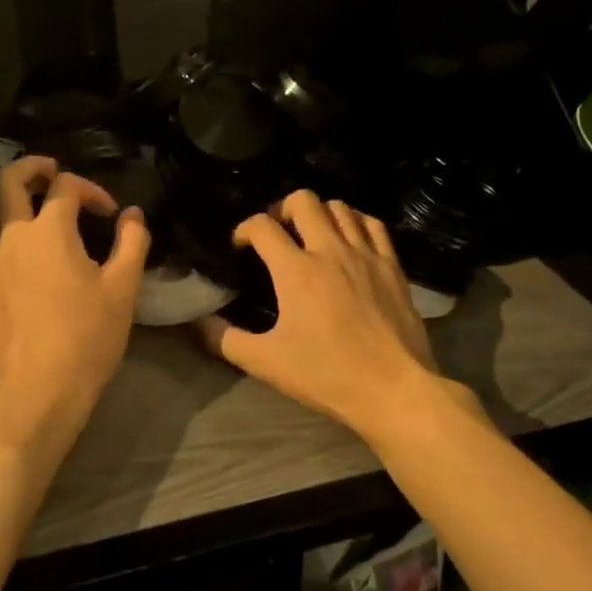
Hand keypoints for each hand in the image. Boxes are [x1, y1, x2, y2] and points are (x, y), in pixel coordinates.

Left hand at [0, 157, 148, 413]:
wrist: (40, 389)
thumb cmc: (89, 334)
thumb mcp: (123, 287)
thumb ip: (132, 241)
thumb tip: (133, 215)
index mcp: (49, 231)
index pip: (66, 186)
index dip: (92, 189)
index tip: (112, 213)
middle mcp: (13, 238)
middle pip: (10, 183)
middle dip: (33, 168)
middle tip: (53, 170)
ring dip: (22, 206)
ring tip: (48, 220)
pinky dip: (15, 241)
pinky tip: (35, 264)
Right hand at [199, 189, 436, 436]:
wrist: (393, 389)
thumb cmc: (326, 374)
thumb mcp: (266, 362)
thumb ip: (225, 339)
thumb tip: (198, 323)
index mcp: (296, 270)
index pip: (262, 226)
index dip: (244, 229)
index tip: (240, 245)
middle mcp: (330, 250)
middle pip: (303, 201)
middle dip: (282, 208)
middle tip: (277, 232)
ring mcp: (365, 254)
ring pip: (340, 207)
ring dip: (320, 213)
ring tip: (312, 234)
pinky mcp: (392, 266)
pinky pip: (374, 225)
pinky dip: (357, 222)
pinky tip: (350, 239)